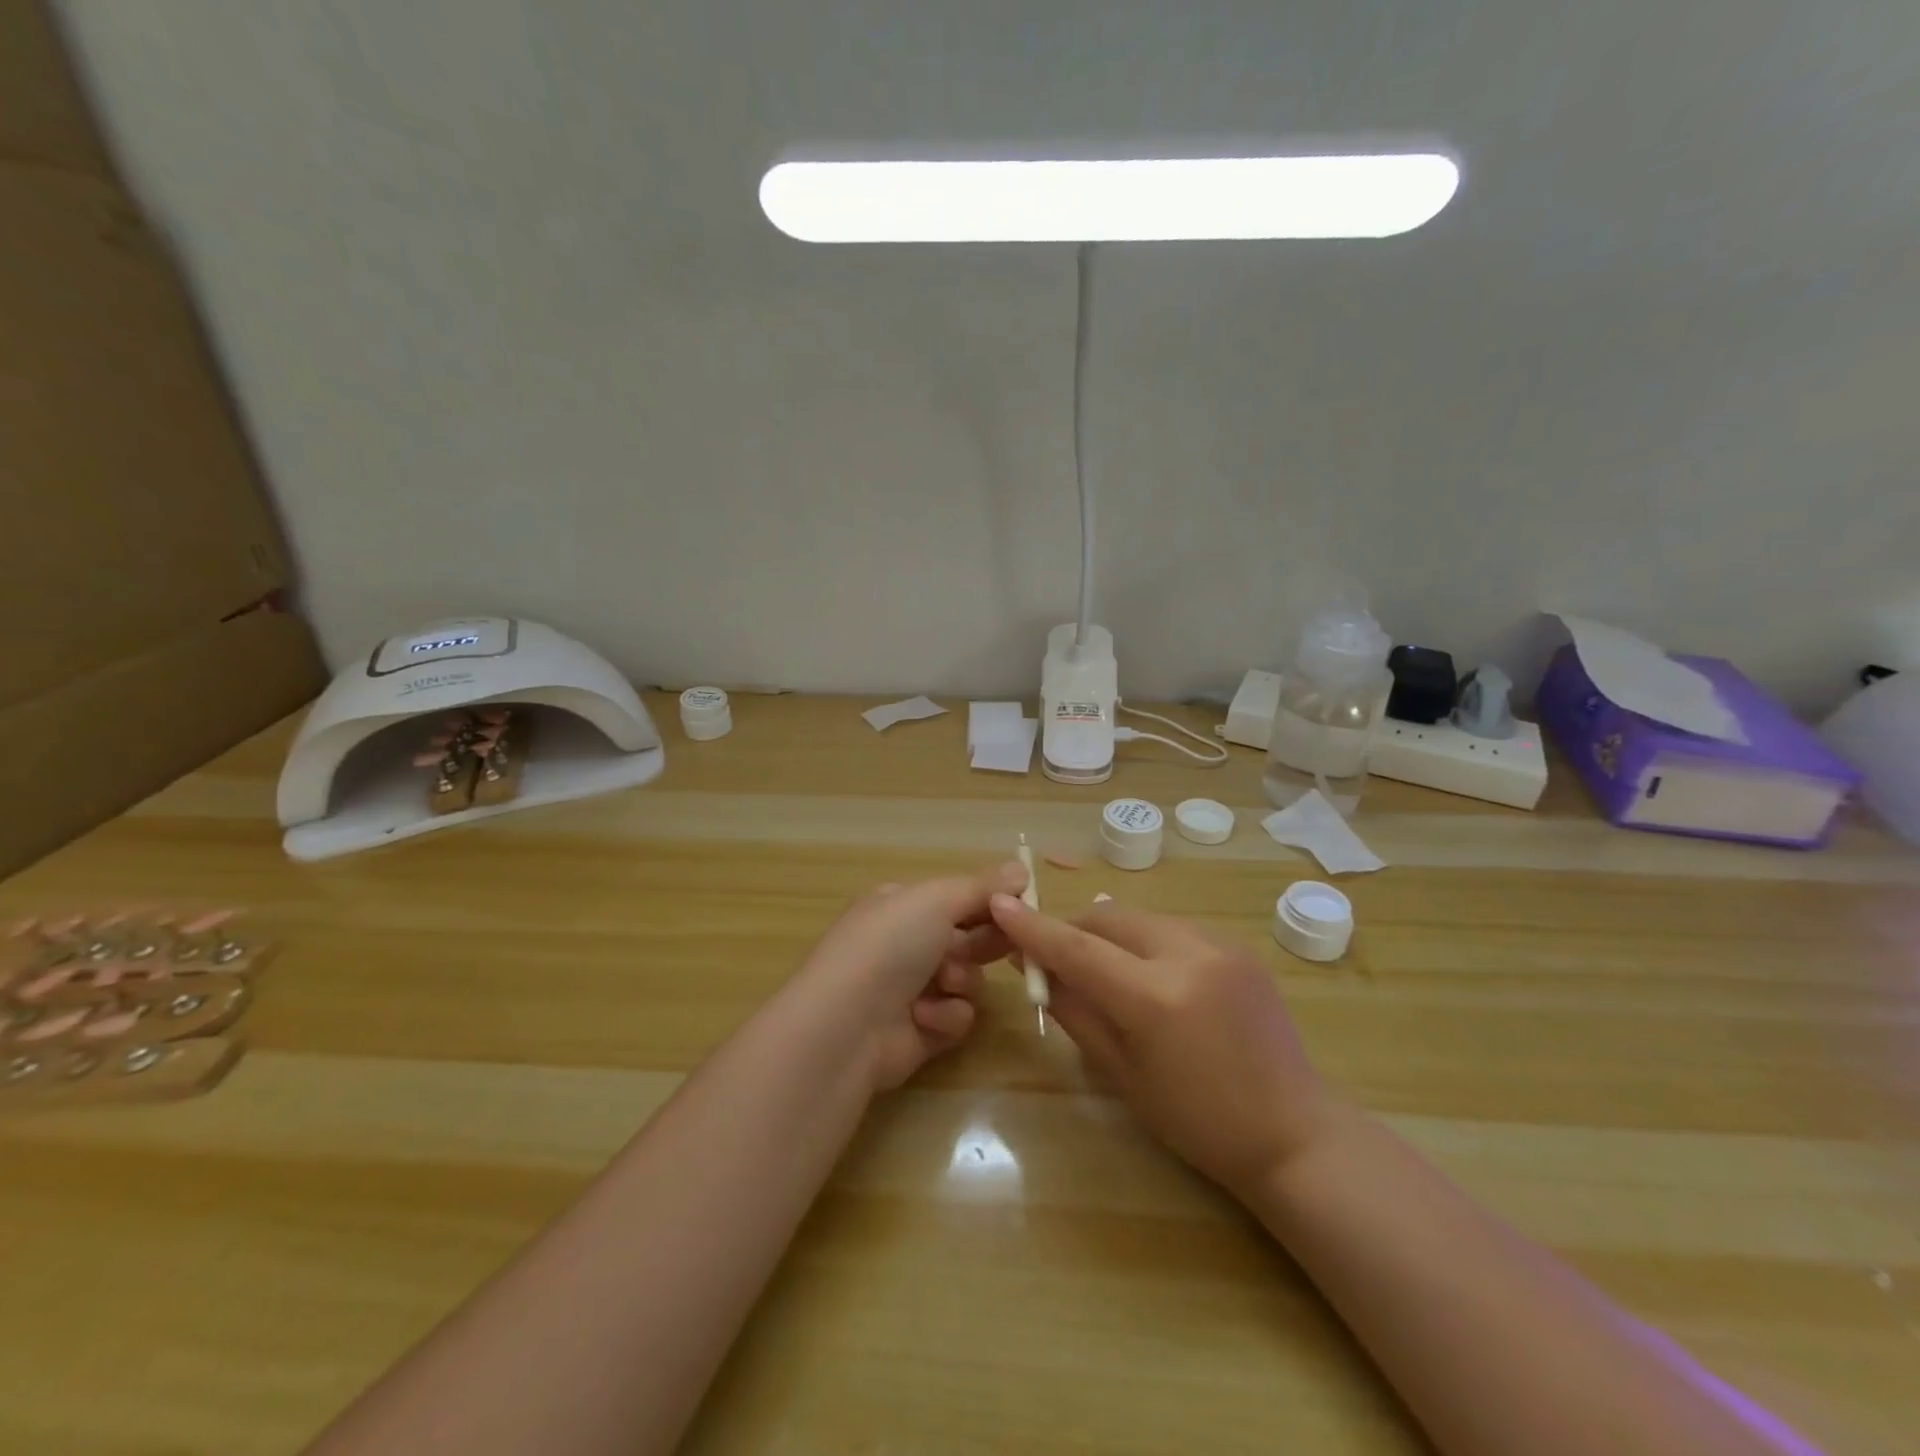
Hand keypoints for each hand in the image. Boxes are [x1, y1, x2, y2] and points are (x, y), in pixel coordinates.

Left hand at [798, 861, 1025, 1091]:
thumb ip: (981, 887)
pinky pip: (958, 1016)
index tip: (1023, 905)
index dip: (990, 902)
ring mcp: (913, 989)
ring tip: (943, 984)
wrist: (847, 1025)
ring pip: (969, 978)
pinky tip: (924, 1018)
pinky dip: (947, 1016)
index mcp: (902, 905)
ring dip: (963, 980)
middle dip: (984, 942)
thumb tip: (1021, 868)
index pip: (957, 898)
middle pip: (968, 937)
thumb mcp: (936, 900)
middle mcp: (906, 944)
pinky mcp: (922, 1031)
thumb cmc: (889, 946)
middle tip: (1007, 943)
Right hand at [989, 895, 1339, 1196]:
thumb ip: (1076, 1011)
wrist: (1293, 1133)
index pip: (1078, 949)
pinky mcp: (1237, 945)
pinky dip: (1145, 941)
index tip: (1001, 904)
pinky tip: (1150, 976)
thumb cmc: (1198, 1122)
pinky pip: (1171, 928)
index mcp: (1157, 999)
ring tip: (1104, 970)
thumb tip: (1037, 969)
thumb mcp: (1123, 1073)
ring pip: (1139, 917)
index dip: (1034, 927)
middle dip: (1073, 929)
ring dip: (1109, 934)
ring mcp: (1219, 944)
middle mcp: (1189, 955)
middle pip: (1108, 917)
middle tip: (1054, 957)